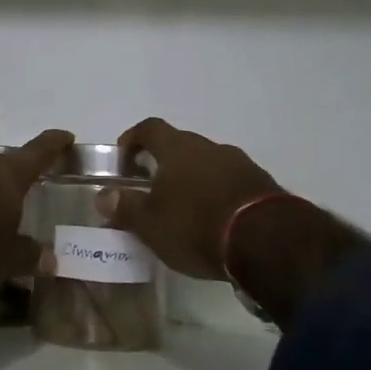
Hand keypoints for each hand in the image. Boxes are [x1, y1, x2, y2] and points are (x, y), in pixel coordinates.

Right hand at [107, 118, 362, 326]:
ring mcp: (240, 164)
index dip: (133, 138)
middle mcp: (209, 147)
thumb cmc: (195, 226)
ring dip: (193, 179)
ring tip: (184, 209)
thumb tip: (103, 196)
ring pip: (208, 164)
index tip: (123, 156)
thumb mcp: (150, 224)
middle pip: (180, 145)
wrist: (267, 241)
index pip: (149, 128)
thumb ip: (125, 207)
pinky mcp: (263, 185)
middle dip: (164, 163)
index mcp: (178, 148)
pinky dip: (218, 194)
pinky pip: (231, 182)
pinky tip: (214, 220)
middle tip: (152, 188)